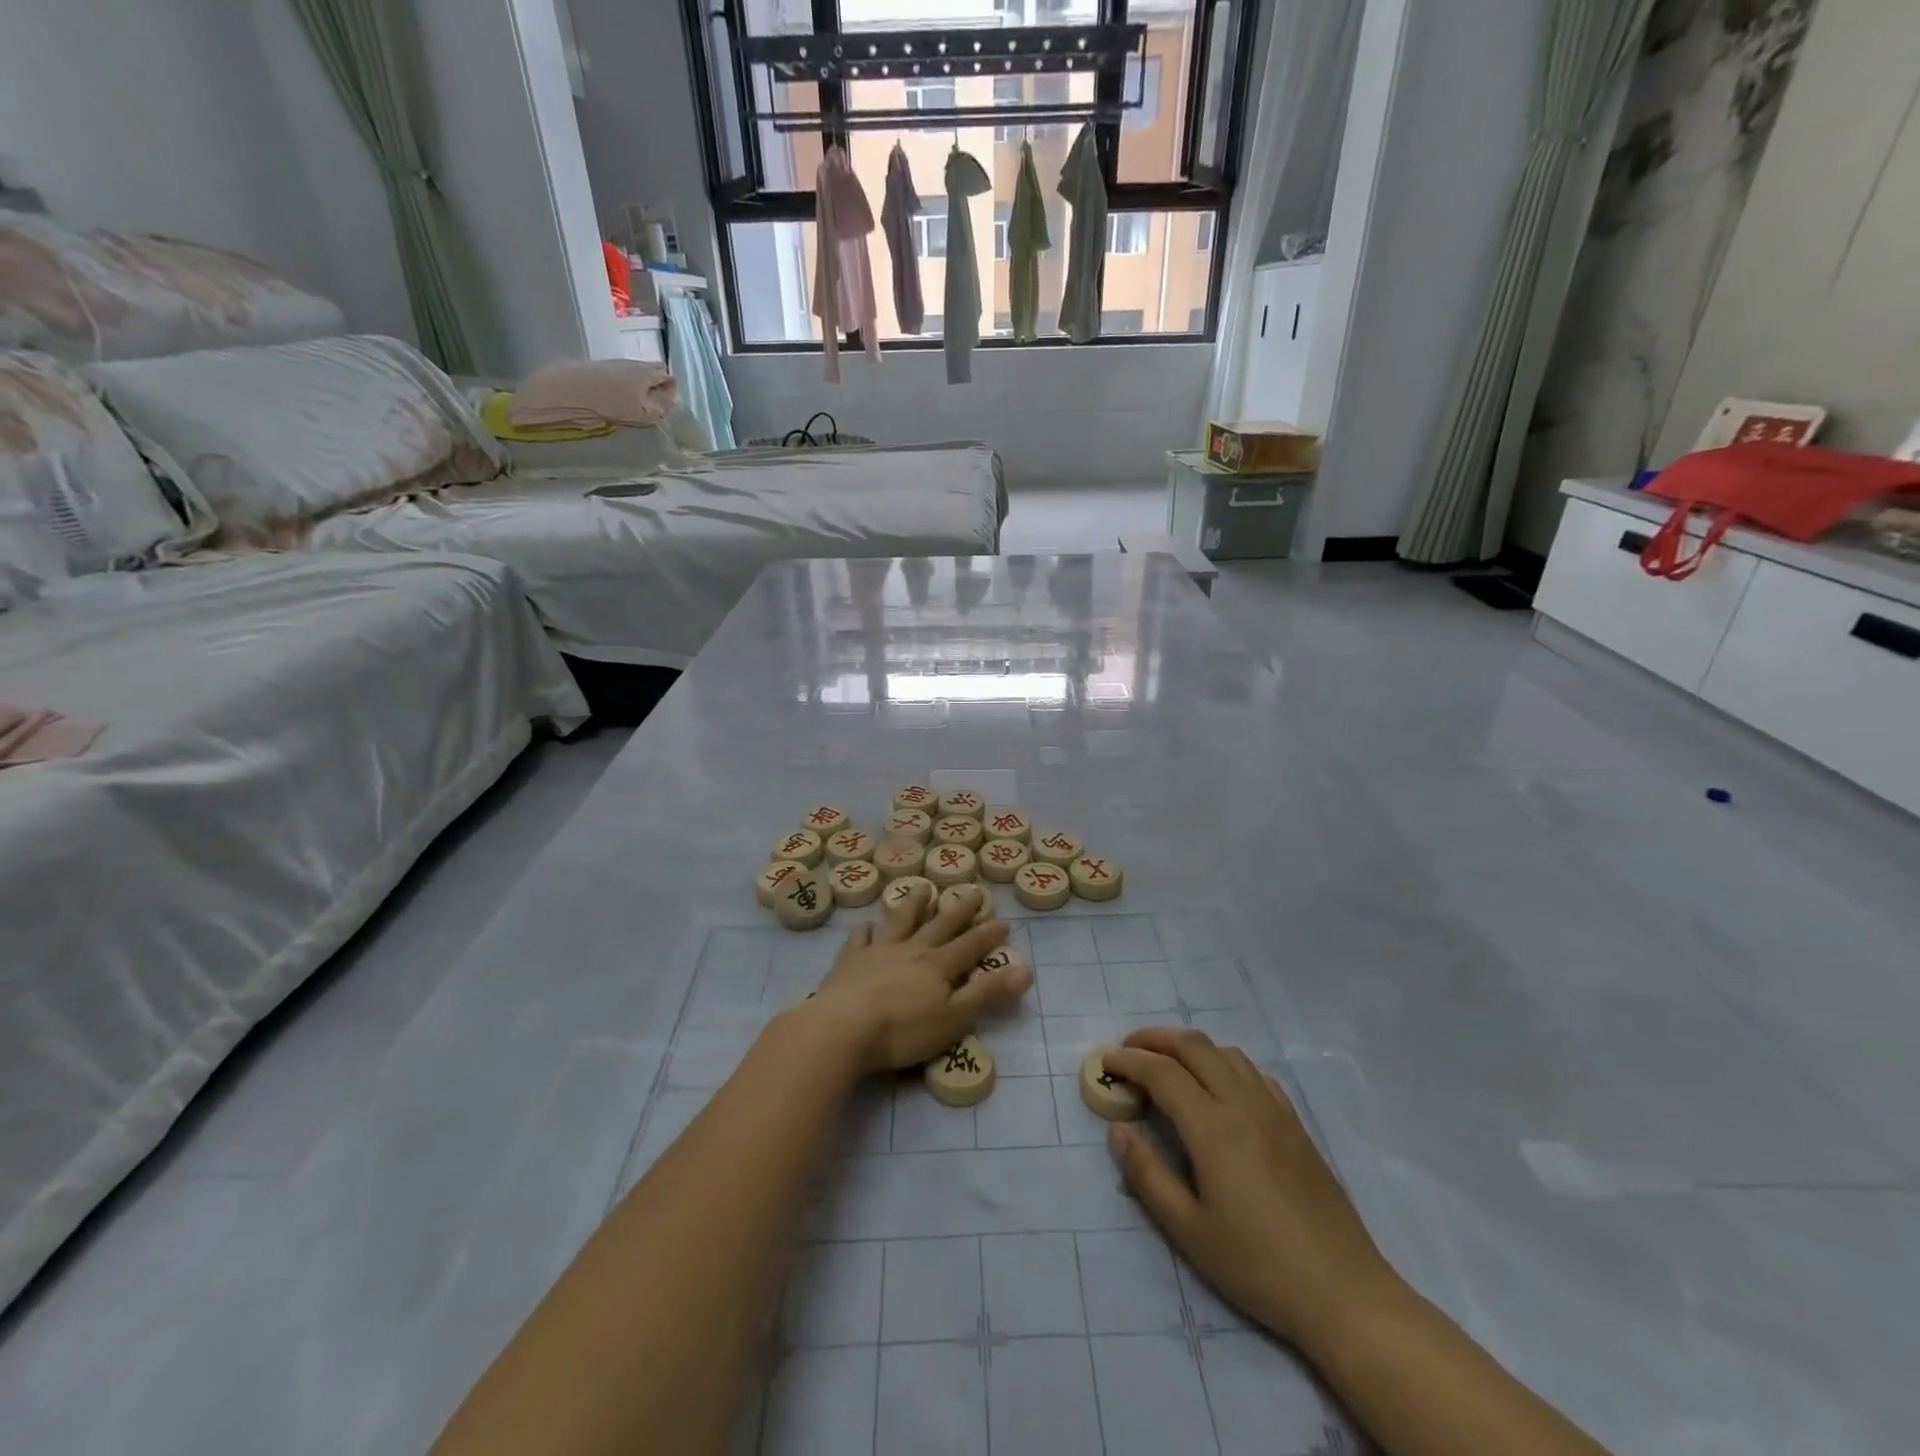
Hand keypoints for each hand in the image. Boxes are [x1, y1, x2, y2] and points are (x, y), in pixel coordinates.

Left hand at [807, 884, 1030, 1072]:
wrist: (842, 1028)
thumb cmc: (903, 1030)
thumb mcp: (954, 1018)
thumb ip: (988, 994)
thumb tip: (1025, 970)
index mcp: (938, 966)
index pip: (970, 946)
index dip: (988, 934)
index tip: (1004, 920)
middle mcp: (911, 950)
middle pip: (939, 925)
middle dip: (959, 909)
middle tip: (973, 890)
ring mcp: (878, 951)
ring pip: (900, 920)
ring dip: (914, 904)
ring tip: (923, 888)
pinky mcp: (849, 961)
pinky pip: (860, 938)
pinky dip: (866, 930)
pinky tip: (867, 926)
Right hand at [1104, 1028, 1396, 1355]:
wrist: (1343, 1293)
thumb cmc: (1257, 1265)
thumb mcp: (1188, 1229)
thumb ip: (1147, 1173)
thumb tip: (1117, 1129)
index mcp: (1213, 1127)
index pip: (1162, 1072)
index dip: (1129, 1061)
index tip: (1105, 1062)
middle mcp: (1242, 1103)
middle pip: (1194, 1046)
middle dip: (1155, 1039)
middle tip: (1128, 1051)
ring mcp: (1274, 1110)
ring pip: (1225, 1053)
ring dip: (1190, 1047)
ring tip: (1167, 1064)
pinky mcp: (1295, 1124)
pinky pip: (1254, 1073)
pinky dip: (1224, 1064)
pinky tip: (1218, 1088)